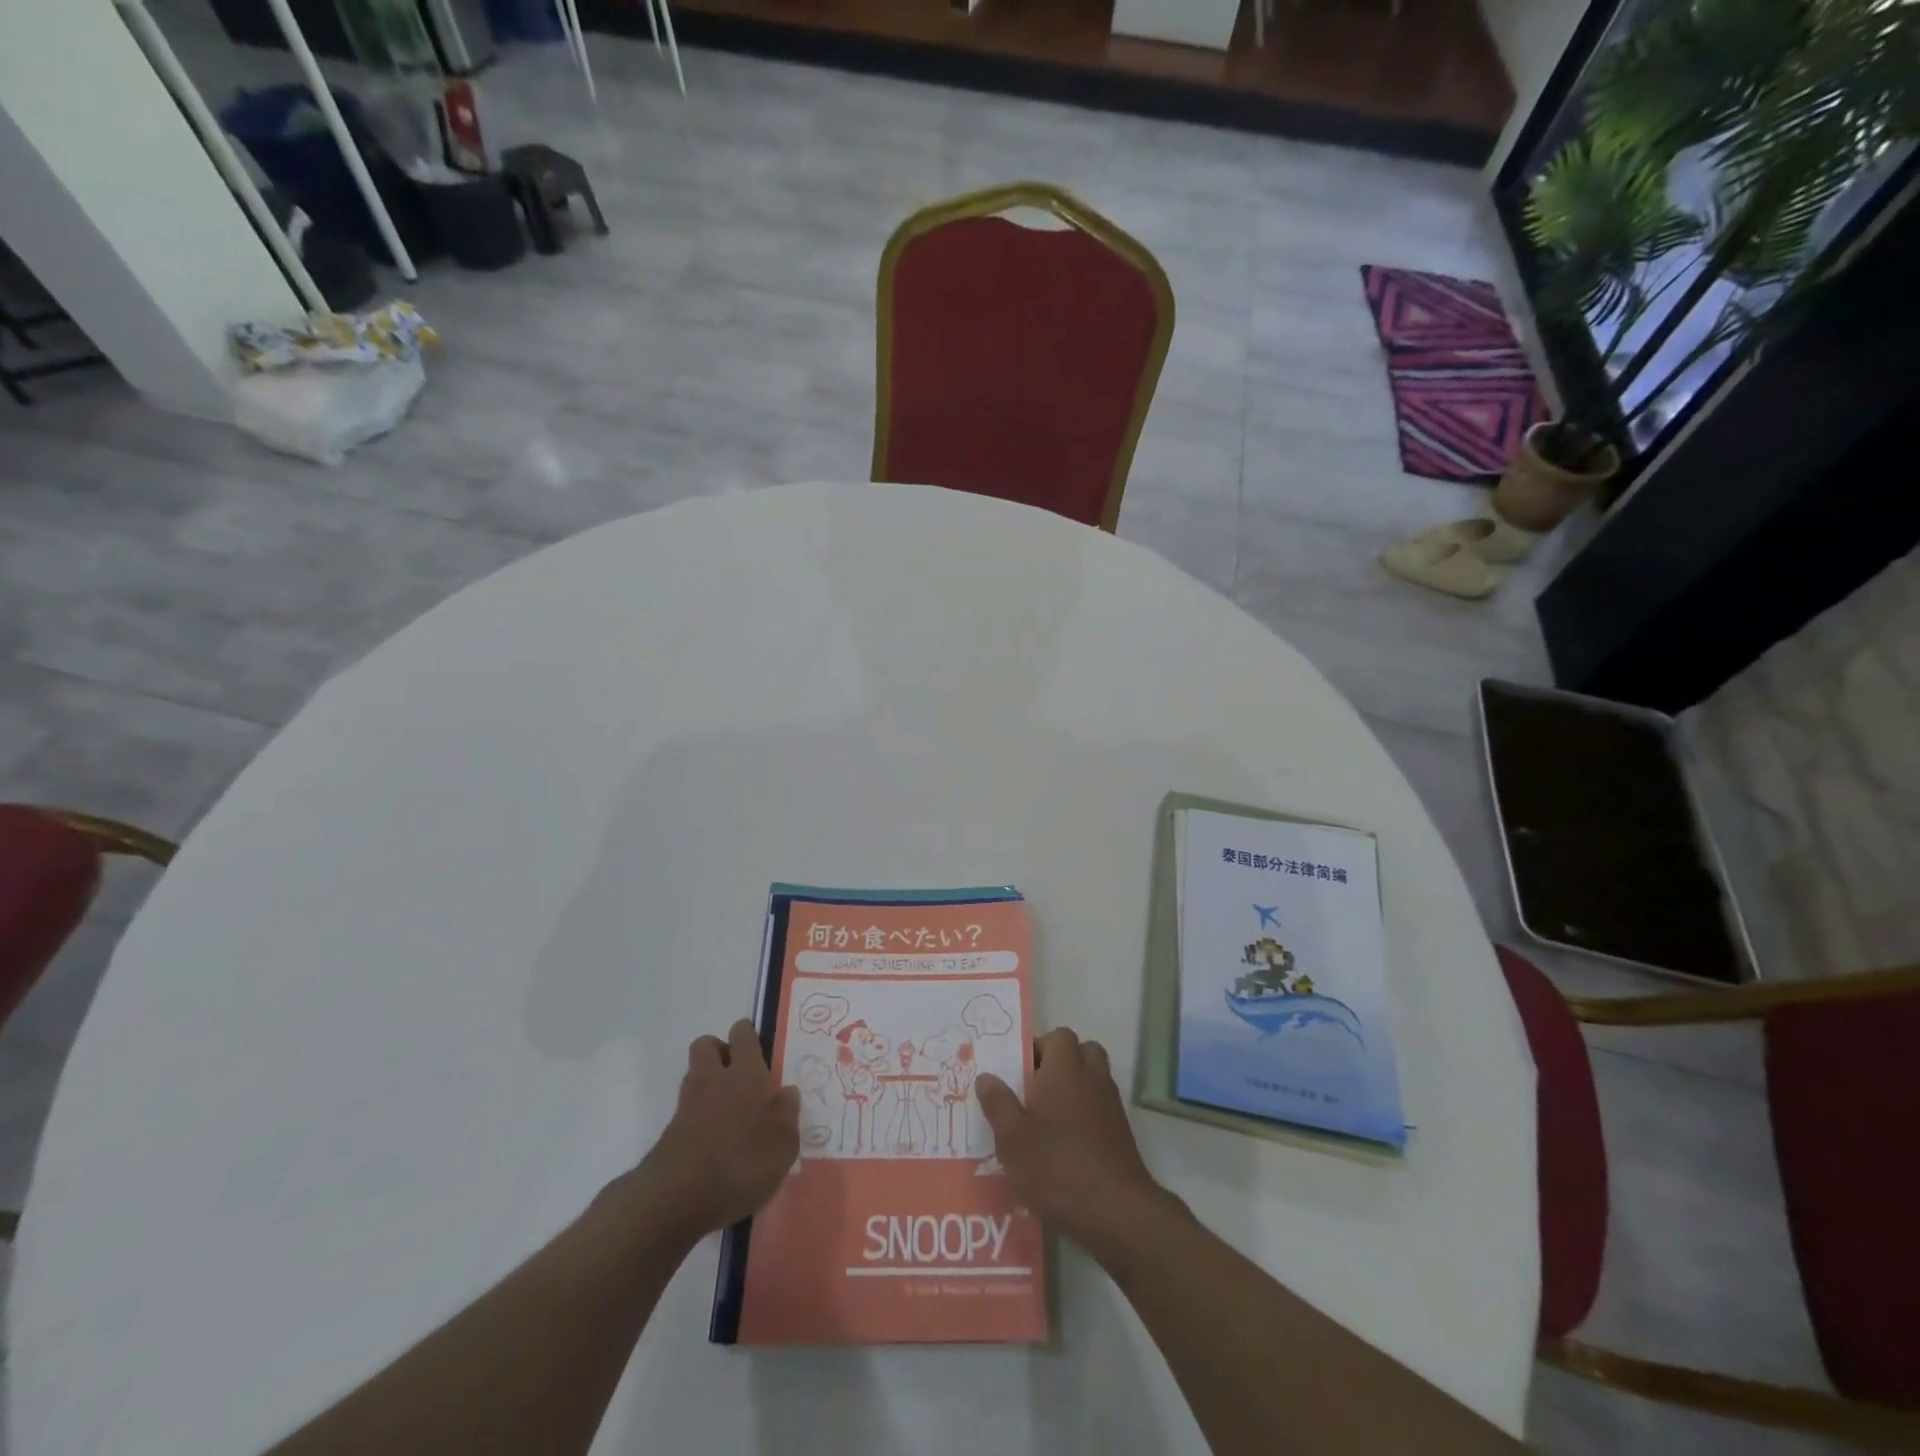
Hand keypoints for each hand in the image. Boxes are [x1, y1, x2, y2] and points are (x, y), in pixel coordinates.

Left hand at [637, 1020, 799, 1237]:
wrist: (676, 1200)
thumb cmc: (740, 1164)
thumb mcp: (782, 1145)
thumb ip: (787, 1115)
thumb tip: (788, 1092)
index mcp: (745, 1074)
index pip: (742, 1035)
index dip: (748, 1034)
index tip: (758, 1044)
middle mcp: (713, 1080)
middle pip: (706, 1045)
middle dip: (720, 1050)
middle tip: (741, 1073)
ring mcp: (687, 1106)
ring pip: (694, 1075)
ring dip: (708, 1082)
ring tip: (731, 1109)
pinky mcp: (670, 1134)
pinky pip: (687, 1110)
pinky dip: (699, 1116)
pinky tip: (716, 1139)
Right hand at [976, 1027, 1186, 1265]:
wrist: (1115, 1211)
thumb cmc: (1055, 1166)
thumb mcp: (1012, 1138)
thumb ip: (998, 1103)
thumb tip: (986, 1076)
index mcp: (1064, 1069)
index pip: (1058, 1035)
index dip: (1039, 1047)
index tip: (1020, 1072)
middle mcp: (1091, 1077)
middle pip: (1082, 1051)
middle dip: (1061, 1063)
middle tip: (1036, 1089)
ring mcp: (1111, 1104)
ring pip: (1094, 1078)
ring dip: (1075, 1087)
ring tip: (1049, 1117)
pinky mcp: (1122, 1133)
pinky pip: (1102, 1106)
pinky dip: (1087, 1113)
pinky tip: (1067, 1143)